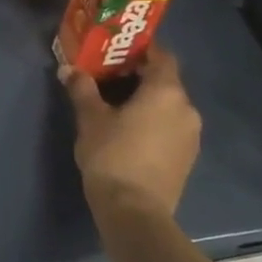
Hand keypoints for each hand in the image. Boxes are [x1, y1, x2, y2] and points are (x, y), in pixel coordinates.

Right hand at [58, 47, 201, 223]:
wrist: (135, 211)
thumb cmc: (113, 155)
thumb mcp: (90, 118)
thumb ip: (82, 89)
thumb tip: (69, 69)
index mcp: (166, 92)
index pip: (161, 56)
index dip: (141, 50)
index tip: (116, 51)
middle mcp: (187, 108)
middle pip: (165, 81)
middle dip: (138, 76)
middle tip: (108, 77)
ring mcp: (191, 135)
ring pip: (169, 106)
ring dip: (147, 101)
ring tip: (116, 106)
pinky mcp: (187, 157)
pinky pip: (171, 127)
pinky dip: (154, 122)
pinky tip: (130, 132)